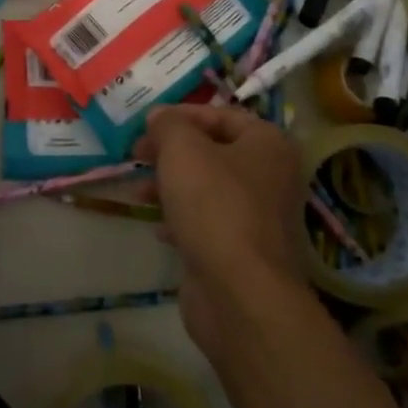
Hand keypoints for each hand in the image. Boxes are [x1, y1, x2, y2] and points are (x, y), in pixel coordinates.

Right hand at [137, 104, 310, 357]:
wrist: (239, 292)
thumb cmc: (214, 206)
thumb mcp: (183, 150)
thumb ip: (169, 125)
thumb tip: (160, 116)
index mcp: (268, 144)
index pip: (222, 114)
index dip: (181, 115)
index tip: (146, 124)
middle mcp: (270, 176)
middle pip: (213, 151)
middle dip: (171, 151)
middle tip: (136, 155)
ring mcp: (258, 216)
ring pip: (207, 187)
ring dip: (170, 185)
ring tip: (138, 192)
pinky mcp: (242, 250)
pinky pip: (207, 222)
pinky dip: (181, 219)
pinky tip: (159, 228)